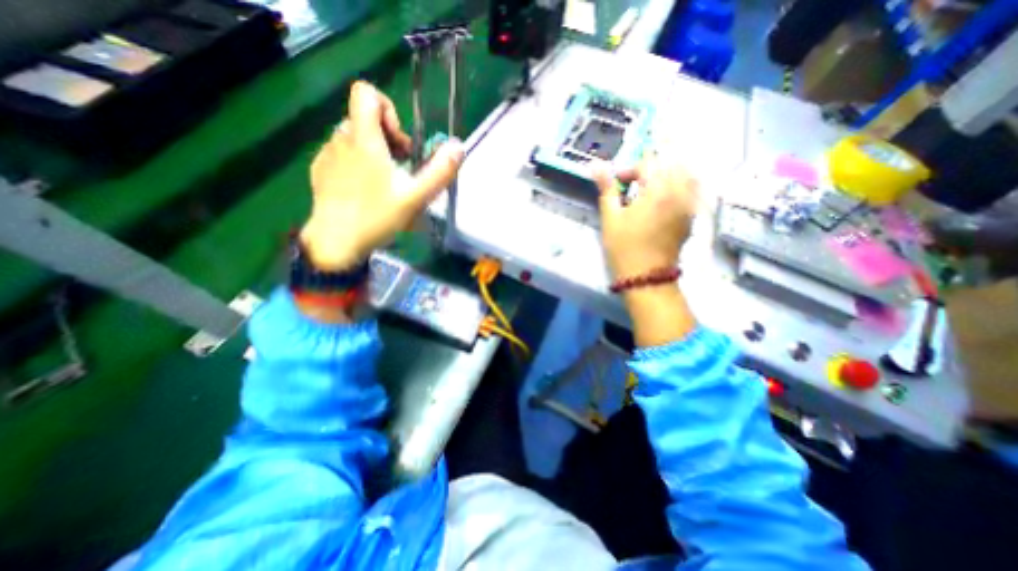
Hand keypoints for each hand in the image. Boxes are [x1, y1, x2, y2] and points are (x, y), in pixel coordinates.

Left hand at [299, 81, 462, 271]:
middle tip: (400, 170)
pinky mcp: (320, 170)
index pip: (366, 93)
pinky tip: (364, 192)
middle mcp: (341, 139)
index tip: (400, 142)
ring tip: (384, 183)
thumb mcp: (417, 197)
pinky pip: (341, 155)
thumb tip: (459, 147)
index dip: (388, 109)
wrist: (336, 241)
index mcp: (364, 139)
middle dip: (387, 139)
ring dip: (373, 153)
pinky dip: (357, 164)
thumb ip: (440, 171)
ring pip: (353, 139)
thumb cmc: (377, 216)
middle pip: (364, 120)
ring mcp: (327, 154)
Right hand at [594, 154, 695, 280]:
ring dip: (668, 175)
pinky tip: (664, 200)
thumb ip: (607, 188)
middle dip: (650, 170)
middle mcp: (679, 193)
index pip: (648, 163)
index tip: (618, 183)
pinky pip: (692, 191)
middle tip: (634, 185)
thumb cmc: (624, 247)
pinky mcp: (692, 217)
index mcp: (658, 191)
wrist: (646, 276)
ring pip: (686, 176)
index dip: (630, 169)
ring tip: (651, 189)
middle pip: (671, 165)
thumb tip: (596, 165)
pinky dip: (679, 187)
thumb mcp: (610, 218)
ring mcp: (689, 205)